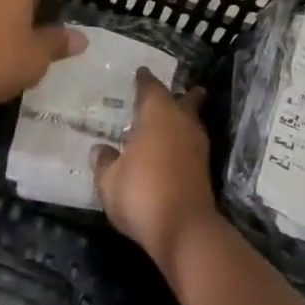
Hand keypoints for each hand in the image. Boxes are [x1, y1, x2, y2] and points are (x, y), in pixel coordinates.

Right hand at [93, 69, 219, 266]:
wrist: (184, 231)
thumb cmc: (142, 193)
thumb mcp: (109, 180)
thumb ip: (104, 162)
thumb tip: (100, 150)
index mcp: (158, 114)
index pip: (151, 87)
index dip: (145, 80)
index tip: (141, 72)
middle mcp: (181, 123)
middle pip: (186, 101)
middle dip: (182, 95)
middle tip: (176, 91)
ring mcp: (197, 147)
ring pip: (192, 123)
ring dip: (184, 119)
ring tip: (171, 120)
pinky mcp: (204, 171)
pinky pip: (192, 145)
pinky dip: (183, 142)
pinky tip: (172, 150)